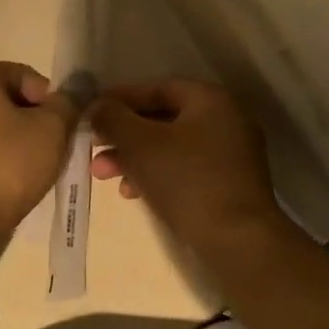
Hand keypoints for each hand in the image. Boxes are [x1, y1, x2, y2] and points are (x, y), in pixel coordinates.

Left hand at [0, 61, 79, 231]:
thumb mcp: (52, 130)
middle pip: (5, 100)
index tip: (61, 128)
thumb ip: (66, 104)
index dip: (50, 100)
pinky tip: (5, 181)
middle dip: (31, 120)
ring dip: (13, 141)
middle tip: (51, 149)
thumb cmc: (7, 165)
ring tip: (30, 169)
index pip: (25, 75)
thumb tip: (70, 94)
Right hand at [90, 79, 281, 252]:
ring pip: (170, 147)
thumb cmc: (185, 179)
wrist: (236, 240)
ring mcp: (231, 155)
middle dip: (123, 135)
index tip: (92, 113)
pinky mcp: (228, 185)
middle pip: (162, 119)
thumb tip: (98, 106)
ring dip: (134, 158)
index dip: (120, 99)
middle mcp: (226, 121)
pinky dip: (156, 175)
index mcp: (210, 100)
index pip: (157, 88)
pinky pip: (184, 170)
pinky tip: (132, 193)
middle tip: (93, 148)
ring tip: (104, 175)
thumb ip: (112, 118)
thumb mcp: (138, 143)